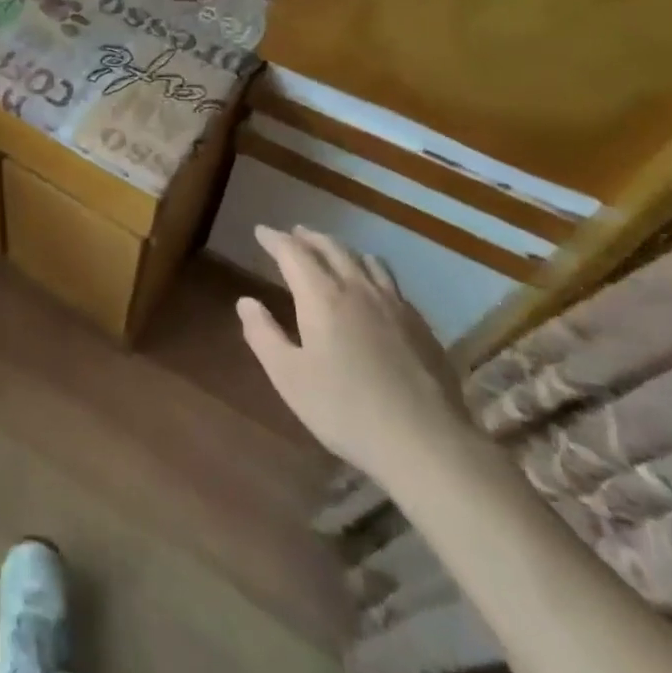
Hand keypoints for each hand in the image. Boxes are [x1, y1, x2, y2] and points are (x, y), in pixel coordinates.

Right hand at [238, 226, 473, 483]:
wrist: (426, 441)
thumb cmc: (345, 409)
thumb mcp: (288, 377)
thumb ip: (263, 335)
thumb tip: (246, 301)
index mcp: (322, 296)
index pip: (293, 253)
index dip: (274, 239)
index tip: (261, 231)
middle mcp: (358, 288)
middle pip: (331, 248)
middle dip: (308, 237)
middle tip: (294, 234)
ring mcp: (394, 304)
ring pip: (366, 260)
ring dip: (342, 249)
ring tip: (332, 253)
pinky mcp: (420, 325)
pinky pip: (391, 282)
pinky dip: (371, 272)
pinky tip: (373, 290)